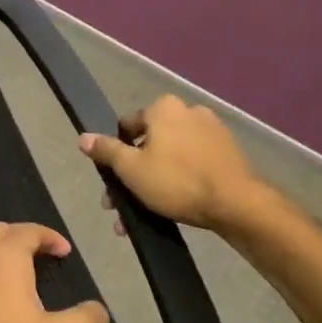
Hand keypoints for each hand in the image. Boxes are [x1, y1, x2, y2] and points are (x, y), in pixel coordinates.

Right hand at [78, 95, 270, 231]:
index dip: (115, 154)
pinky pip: (192, 164)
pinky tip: (173, 207)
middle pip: (149, 144)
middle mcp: (188, 112)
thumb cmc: (177, 181)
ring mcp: (212, 132)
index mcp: (163, 108)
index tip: (113, 181)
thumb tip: (82, 137)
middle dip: (133, 175)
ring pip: (170, 157)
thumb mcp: (131, 168)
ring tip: (145, 214)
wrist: (238, 205)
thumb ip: (106, 151)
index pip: (126, 126)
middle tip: (123, 205)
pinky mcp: (228, 153)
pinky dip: (179, 181)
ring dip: (154, 182)